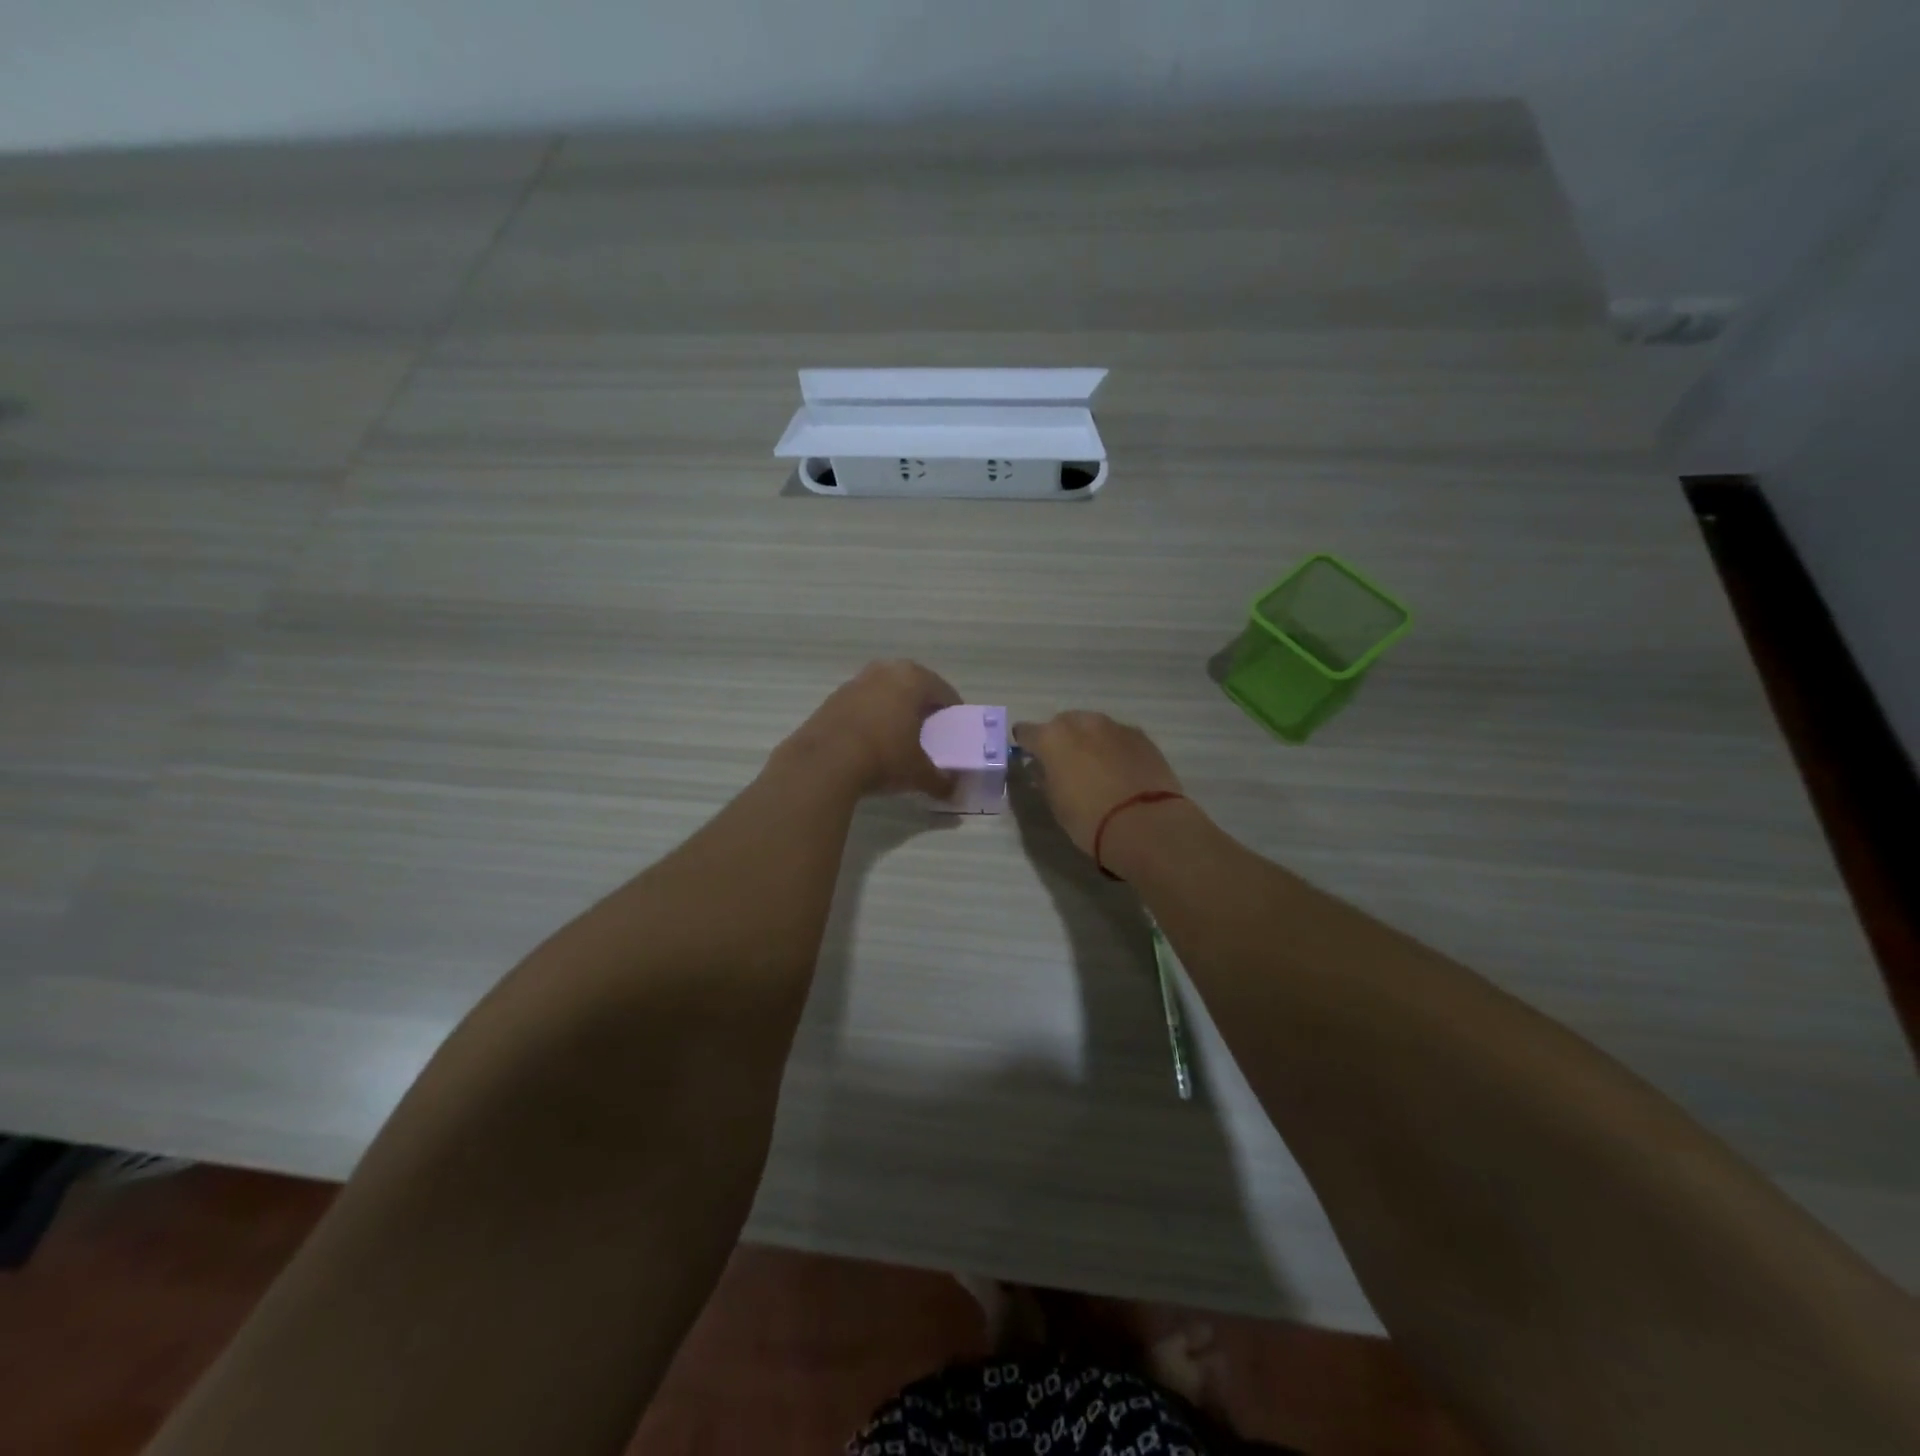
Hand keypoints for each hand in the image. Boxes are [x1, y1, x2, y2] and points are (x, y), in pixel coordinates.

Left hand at [784, 660, 960, 797]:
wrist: (824, 762)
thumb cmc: (884, 756)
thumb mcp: (919, 773)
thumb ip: (941, 781)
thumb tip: (954, 792)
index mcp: (913, 679)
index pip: (944, 692)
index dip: (952, 714)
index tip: (954, 733)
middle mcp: (885, 671)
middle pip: (913, 687)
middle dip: (922, 708)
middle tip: (928, 733)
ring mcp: (855, 682)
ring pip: (885, 693)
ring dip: (894, 710)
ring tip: (898, 738)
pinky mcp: (832, 698)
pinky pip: (862, 705)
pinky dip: (870, 718)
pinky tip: (870, 742)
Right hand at [1011, 711, 1185, 858]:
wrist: (1145, 824)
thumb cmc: (1089, 819)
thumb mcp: (1056, 804)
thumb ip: (1046, 779)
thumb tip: (1043, 769)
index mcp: (1052, 738)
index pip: (1027, 732)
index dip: (1026, 743)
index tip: (1028, 755)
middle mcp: (1082, 723)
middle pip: (1063, 723)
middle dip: (1060, 738)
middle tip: (1064, 762)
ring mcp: (1114, 726)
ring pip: (1093, 726)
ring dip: (1089, 740)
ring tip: (1094, 765)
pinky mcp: (1141, 736)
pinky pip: (1118, 736)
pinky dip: (1113, 747)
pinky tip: (1119, 768)